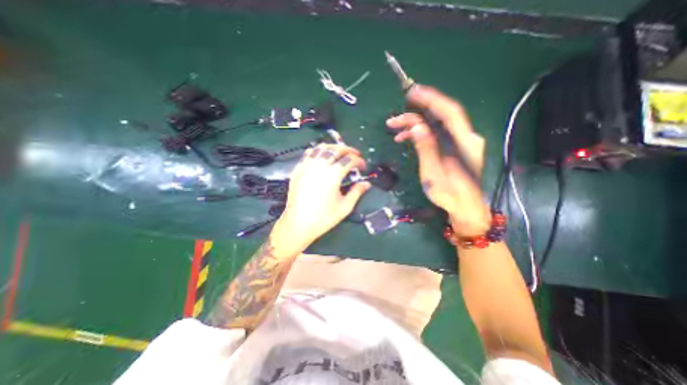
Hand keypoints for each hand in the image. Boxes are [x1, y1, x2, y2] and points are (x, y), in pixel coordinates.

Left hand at [273, 144, 369, 250]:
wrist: (298, 223)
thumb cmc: (323, 218)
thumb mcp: (345, 207)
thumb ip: (357, 192)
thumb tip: (367, 184)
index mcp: (332, 175)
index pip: (349, 160)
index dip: (359, 161)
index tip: (363, 166)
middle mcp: (319, 166)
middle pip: (336, 150)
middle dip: (349, 150)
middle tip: (355, 155)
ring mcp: (307, 166)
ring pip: (322, 147)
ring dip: (334, 147)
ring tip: (340, 152)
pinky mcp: (299, 169)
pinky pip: (309, 153)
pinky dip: (319, 150)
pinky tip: (323, 155)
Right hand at [389, 84, 491, 236]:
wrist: (465, 207)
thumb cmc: (450, 196)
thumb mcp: (434, 175)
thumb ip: (427, 150)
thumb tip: (417, 127)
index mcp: (465, 144)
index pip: (450, 113)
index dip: (432, 99)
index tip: (413, 92)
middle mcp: (466, 138)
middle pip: (440, 117)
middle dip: (415, 115)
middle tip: (393, 120)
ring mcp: (461, 141)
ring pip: (436, 125)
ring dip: (415, 125)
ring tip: (395, 130)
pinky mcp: (455, 146)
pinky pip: (437, 134)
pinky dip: (421, 134)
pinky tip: (406, 138)